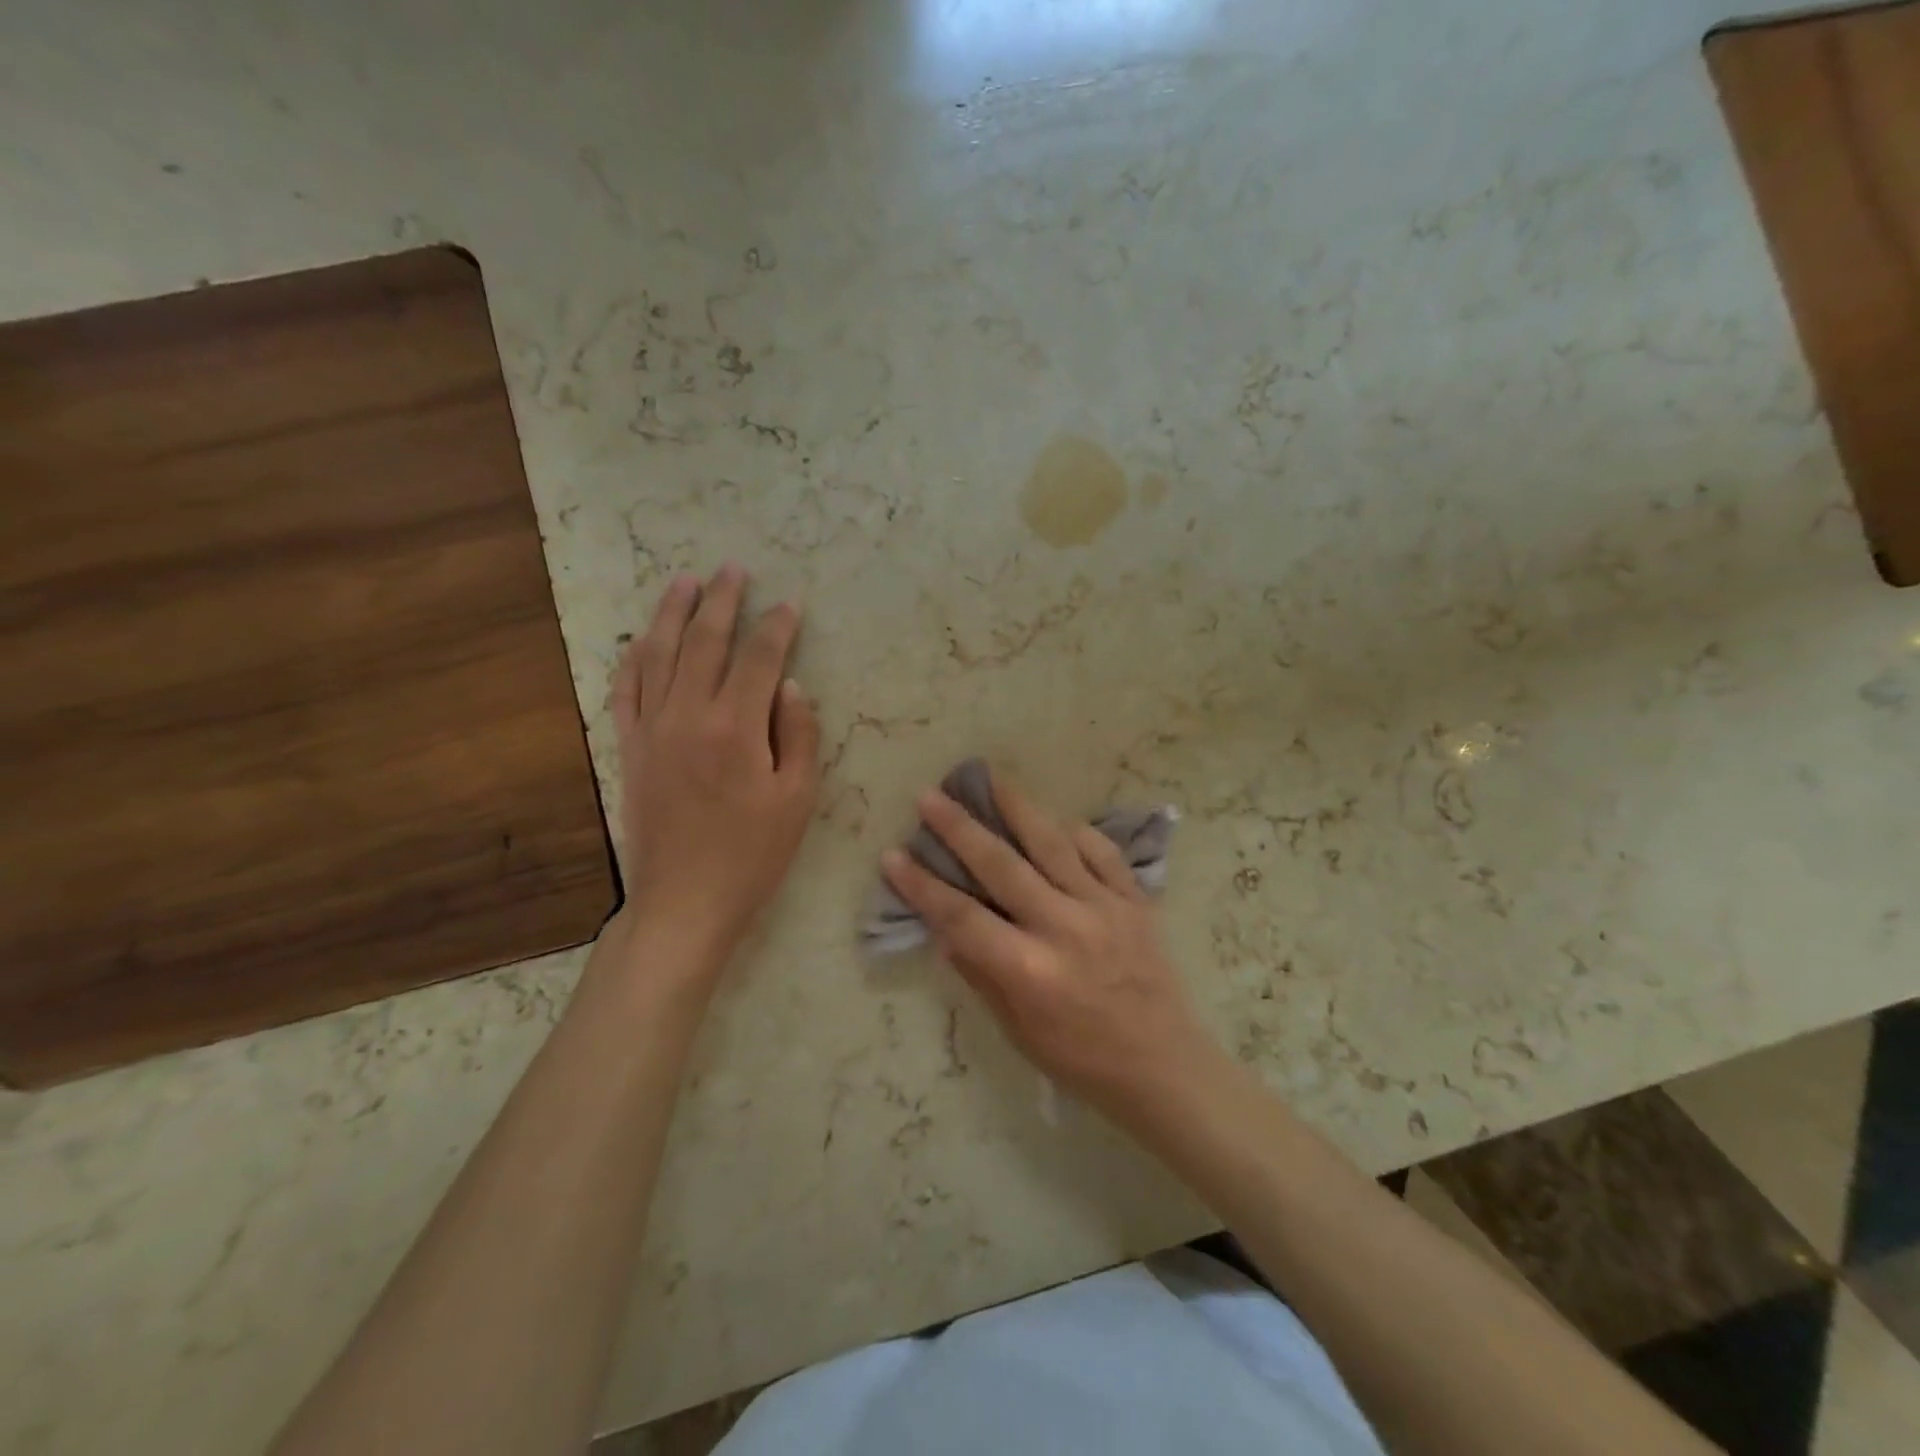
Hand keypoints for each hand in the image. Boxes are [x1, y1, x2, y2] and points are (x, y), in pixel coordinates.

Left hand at [607, 565, 820, 980]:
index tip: (790, 602)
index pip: (761, 659)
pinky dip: (634, 658)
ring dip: (672, 614)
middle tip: (733, 569)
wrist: (685, 901)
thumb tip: (792, 686)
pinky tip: (642, 639)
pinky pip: (626, 691)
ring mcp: (652, 730)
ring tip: (683, 581)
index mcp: (736, 728)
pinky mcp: (630, 749)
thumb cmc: (753, 855)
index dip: (778, 626)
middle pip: (705, 642)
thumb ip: (798, 735)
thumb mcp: (797, 800)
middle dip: (722, 601)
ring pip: (659, 655)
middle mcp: (689, 716)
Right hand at [881, 769, 1218, 1123]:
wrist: (1165, 1067)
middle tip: (929, 796)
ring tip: (990, 778)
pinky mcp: (1135, 900)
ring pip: (1052, 843)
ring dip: (1016, 807)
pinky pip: (1102, 852)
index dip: (922, 885)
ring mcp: (1104, 907)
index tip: (892, 856)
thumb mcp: (1019, 1031)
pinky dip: (1075, 832)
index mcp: (1029, 969)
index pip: (961, 917)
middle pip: (1001, 865)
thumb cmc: (1082, 1060)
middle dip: (959, 827)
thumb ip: (981, 974)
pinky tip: (1055, 821)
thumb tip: (945, 930)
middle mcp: (1064, 927)